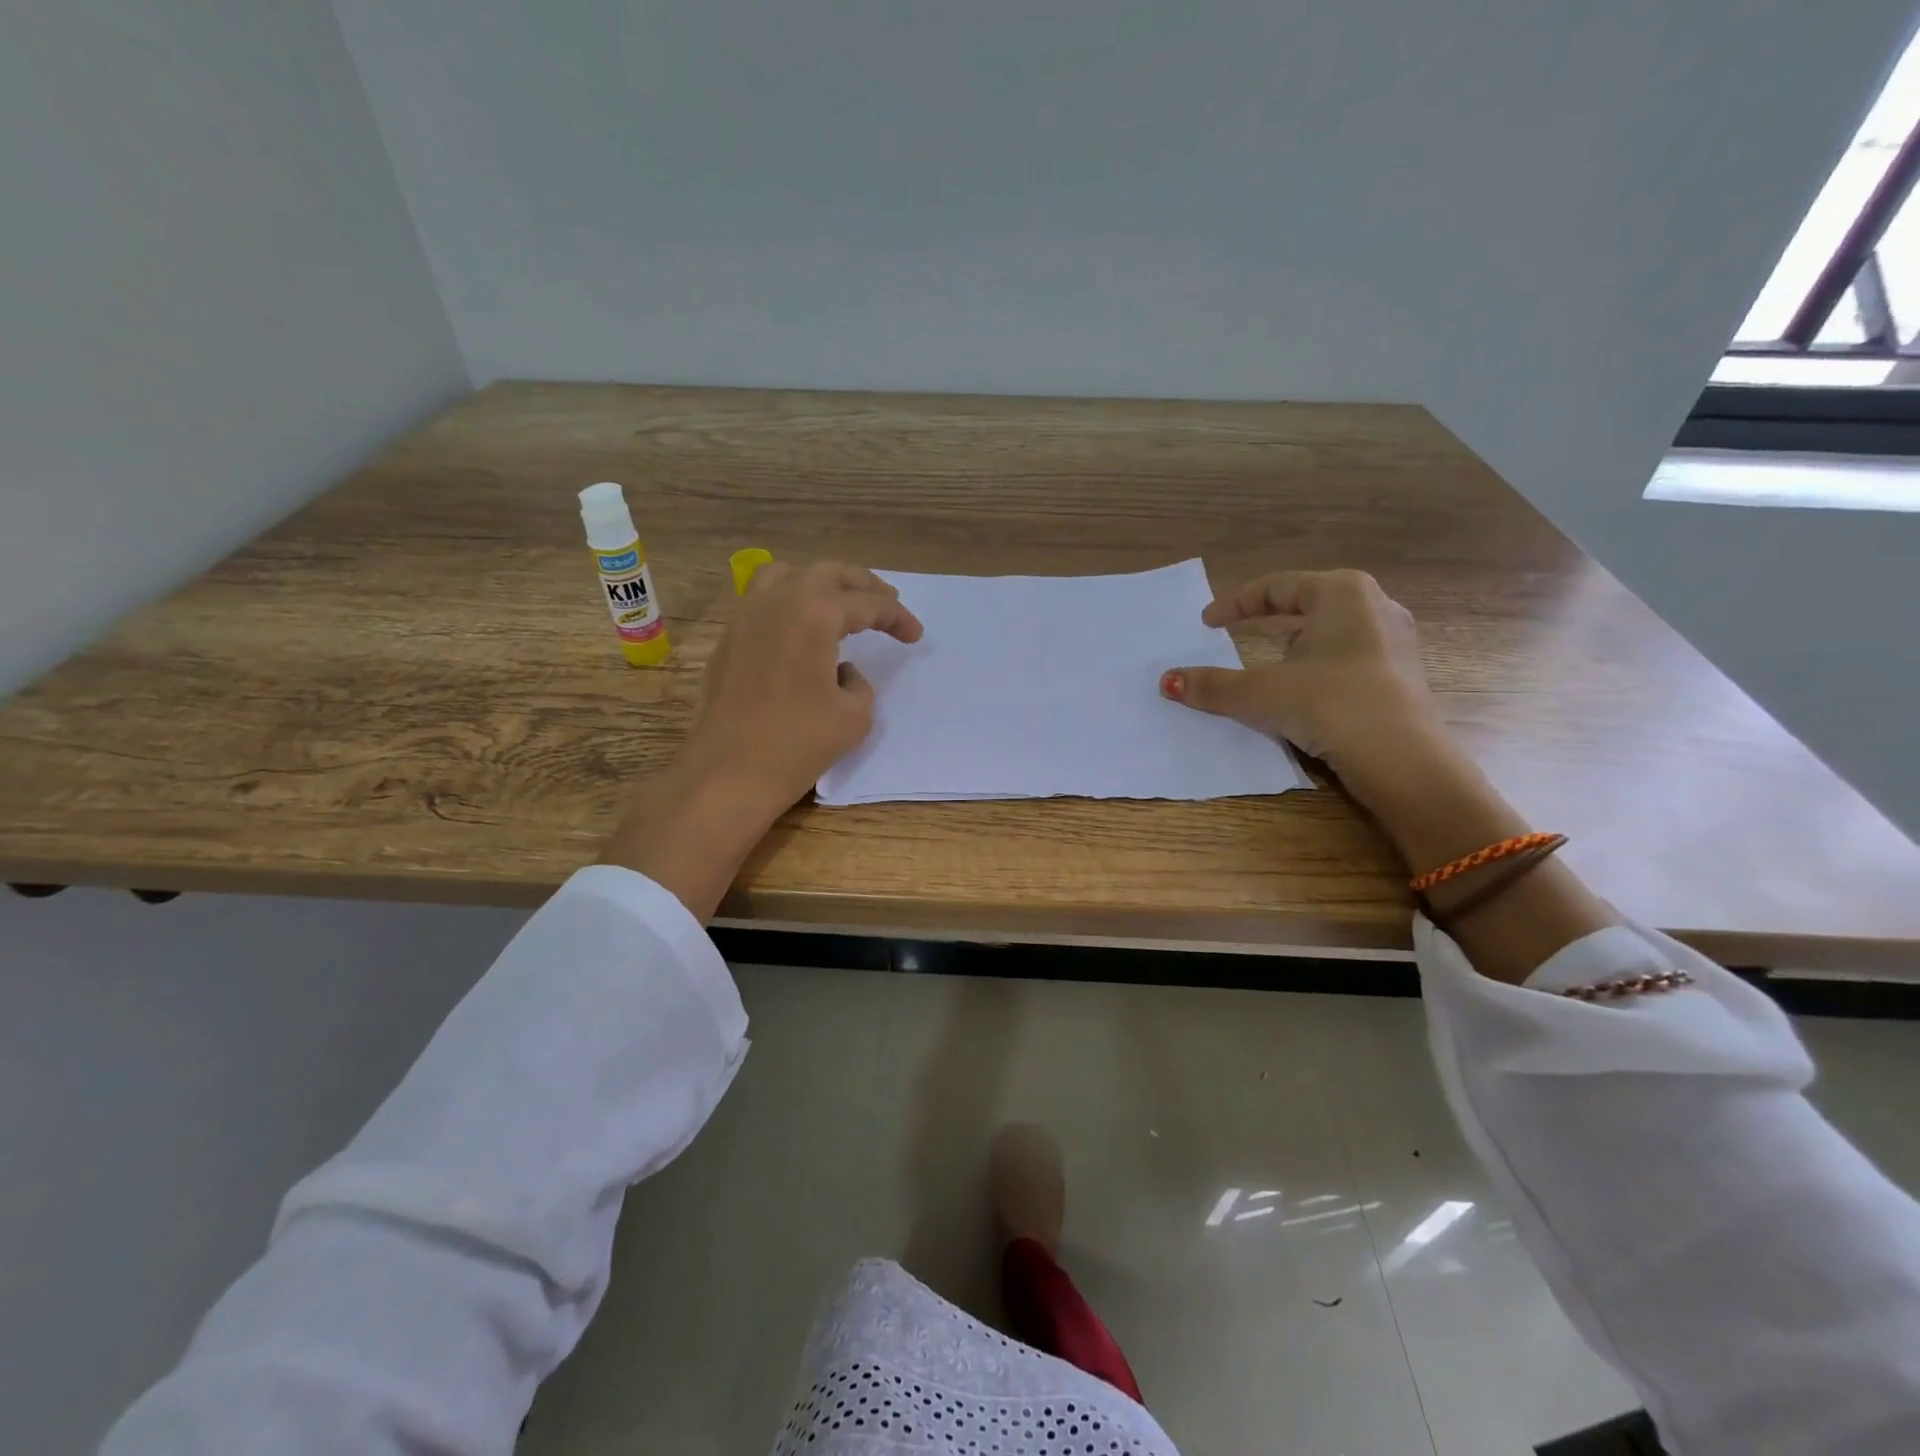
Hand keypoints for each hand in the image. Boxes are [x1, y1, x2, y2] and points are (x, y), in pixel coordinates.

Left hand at [686, 560, 923, 810]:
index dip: (896, 617)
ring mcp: (746, 615)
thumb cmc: (797, 744)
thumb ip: (858, 683)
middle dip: (862, 585)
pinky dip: (790, 599)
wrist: (728, 772)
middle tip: (887, 603)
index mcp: (814, 613)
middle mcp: (778, 600)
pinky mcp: (729, 637)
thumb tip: (841, 672)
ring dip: (822, 583)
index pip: (866, 603)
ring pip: (788, 575)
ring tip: (842, 603)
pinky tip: (802, 626)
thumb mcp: (854, 716)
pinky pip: (763, 598)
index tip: (915, 636)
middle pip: (827, 573)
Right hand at [1166, 567, 1619, 979]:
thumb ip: (1211, 685)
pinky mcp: (1402, 675)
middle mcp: (1374, 606)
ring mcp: (1395, 641)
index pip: (1276, 587)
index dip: (1235, 604)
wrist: (1403, 759)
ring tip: (1269, 670)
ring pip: (1329, 633)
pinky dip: (1317, 670)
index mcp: (1341, 592)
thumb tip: (1167, 682)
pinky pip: (1347, 659)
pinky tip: (1306, 694)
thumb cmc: (1329, 703)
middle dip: (1267, 623)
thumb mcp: (1260, 693)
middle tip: (1235, 638)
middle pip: (1306, 605)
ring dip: (1294, 648)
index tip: (1206, 623)